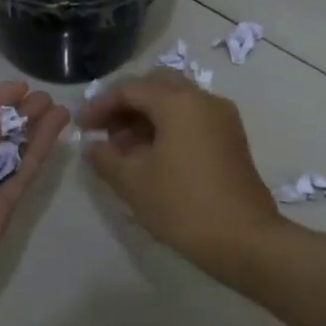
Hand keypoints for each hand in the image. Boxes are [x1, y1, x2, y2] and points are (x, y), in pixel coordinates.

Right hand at [78, 70, 282, 274]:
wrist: (243, 238)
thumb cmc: (182, 205)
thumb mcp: (133, 182)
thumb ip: (106, 158)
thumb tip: (93, 146)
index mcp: (179, 102)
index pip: (131, 89)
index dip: (101, 105)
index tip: (81, 127)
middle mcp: (204, 100)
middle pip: (157, 86)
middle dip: (127, 105)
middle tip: (104, 131)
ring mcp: (223, 119)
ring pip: (177, 102)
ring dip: (147, 117)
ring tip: (123, 150)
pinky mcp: (231, 139)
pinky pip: (193, 120)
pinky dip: (169, 128)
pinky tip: (151, 157)